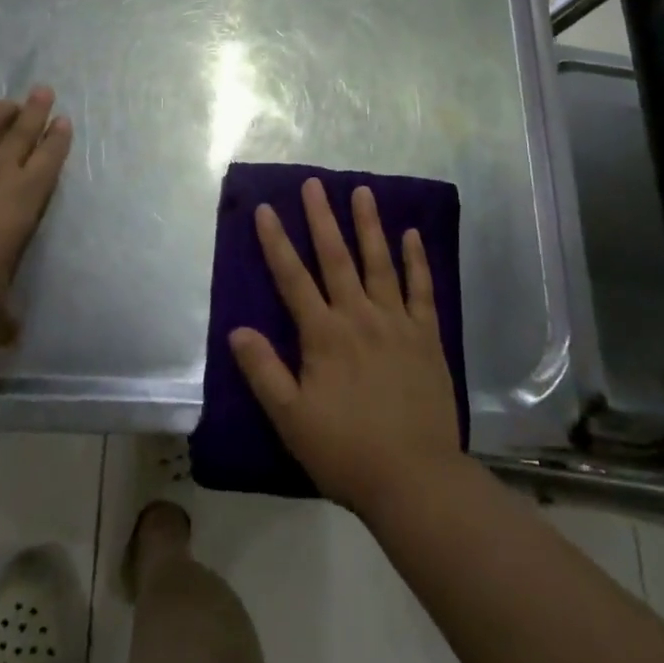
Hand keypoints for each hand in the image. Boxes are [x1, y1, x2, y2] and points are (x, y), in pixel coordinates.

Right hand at [230, 178, 465, 519]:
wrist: (415, 479)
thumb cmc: (346, 451)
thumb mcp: (291, 419)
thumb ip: (264, 371)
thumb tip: (236, 329)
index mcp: (324, 335)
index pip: (293, 278)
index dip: (277, 242)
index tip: (267, 208)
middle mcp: (359, 317)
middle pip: (336, 258)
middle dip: (322, 218)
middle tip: (314, 183)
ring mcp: (397, 323)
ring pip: (379, 263)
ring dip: (368, 225)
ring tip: (362, 191)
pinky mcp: (427, 336)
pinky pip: (422, 289)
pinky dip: (416, 260)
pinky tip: (412, 234)